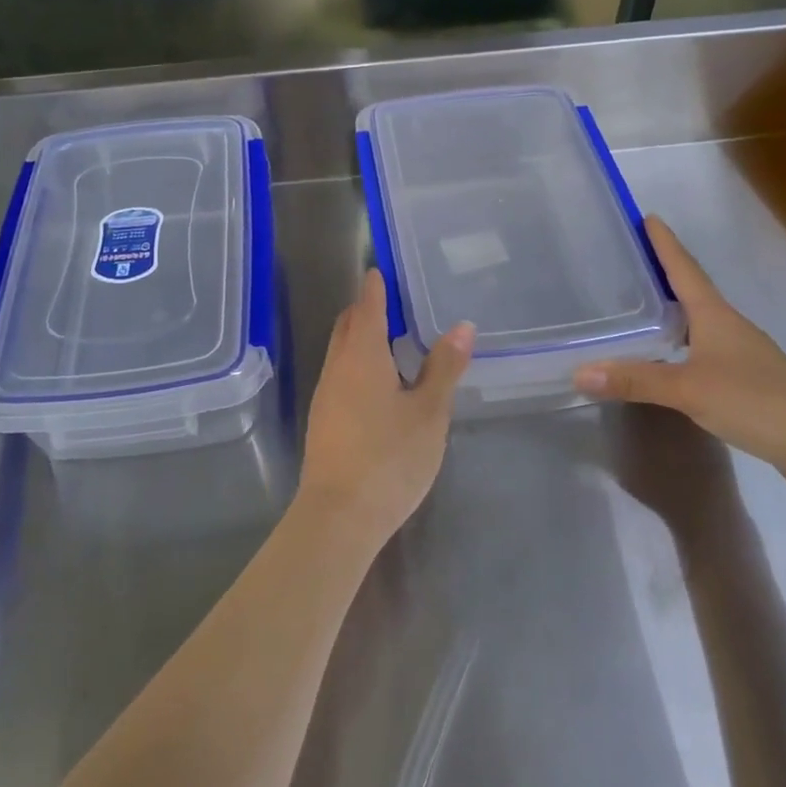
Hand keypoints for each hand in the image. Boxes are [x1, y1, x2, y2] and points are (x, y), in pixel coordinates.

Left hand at [299, 269, 472, 547]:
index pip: (367, 306)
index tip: (381, 270)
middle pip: (347, 325)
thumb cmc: (389, 458)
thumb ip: (444, 368)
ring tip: (394, 341)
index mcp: (362, 355)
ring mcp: (325, 394)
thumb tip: (462, 326)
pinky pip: (340, 375)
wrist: (338, 516)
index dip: (375, 287)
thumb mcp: (429, 412)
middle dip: (366, 310)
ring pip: (341, 352)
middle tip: (395, 304)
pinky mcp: (323, 419)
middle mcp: (337, 367)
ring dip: (361, 339)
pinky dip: (358, 364)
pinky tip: (380, 384)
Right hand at [574, 215, 785, 490]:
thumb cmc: (755, 400)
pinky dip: (683, 343)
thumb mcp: (688, 389)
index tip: (648, 217)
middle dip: (665, 273)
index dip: (666, 244)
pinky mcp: (748, 380)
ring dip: (674, 310)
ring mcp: (743, 354)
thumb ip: (634, 380)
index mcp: (716, 316)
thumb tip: (579, 371)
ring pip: (701, 322)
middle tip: (632, 260)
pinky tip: (670, 357)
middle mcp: (730, 327)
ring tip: (643, 305)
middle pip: (693, 291)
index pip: (685, 270)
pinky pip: (705, 349)